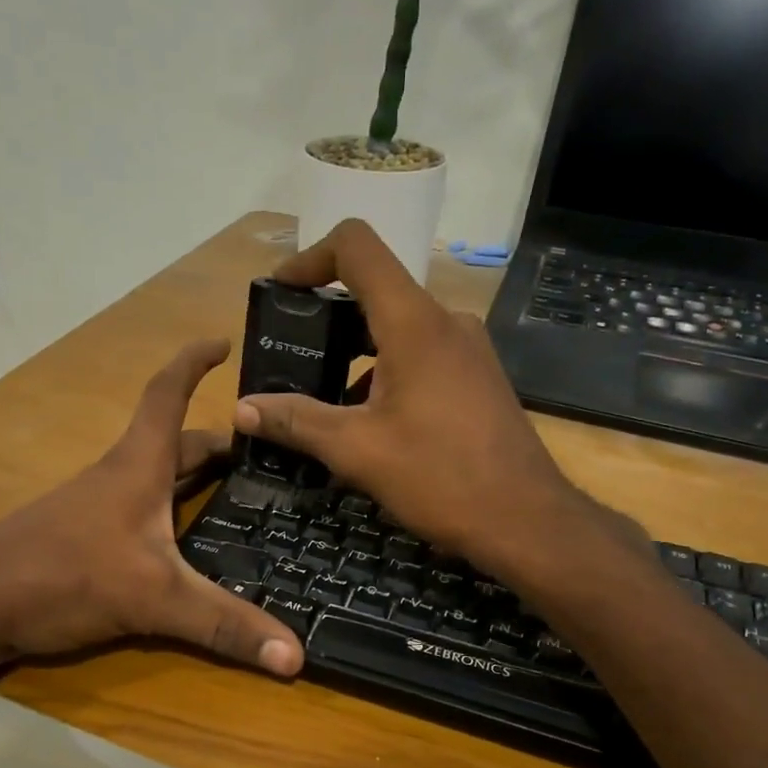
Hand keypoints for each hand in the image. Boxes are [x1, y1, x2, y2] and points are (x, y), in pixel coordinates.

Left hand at [0, 340, 304, 676]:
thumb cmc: (64, 576)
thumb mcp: (154, 599)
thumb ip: (224, 625)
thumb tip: (296, 657)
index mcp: (138, 466)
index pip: (168, 395)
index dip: (194, 363)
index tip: (224, 343)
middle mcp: (119, 476)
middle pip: (174, 443)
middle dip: (217, 443)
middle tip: (264, 455)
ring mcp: (97, 507)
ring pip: (156, 478)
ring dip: (193, 477)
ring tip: (238, 496)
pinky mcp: (84, 537)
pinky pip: (140, 510)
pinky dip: (171, 512)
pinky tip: (186, 544)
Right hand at [234, 221, 637, 578]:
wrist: (526, 520)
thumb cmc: (440, 478)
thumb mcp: (357, 451)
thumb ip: (296, 422)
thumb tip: (241, 409)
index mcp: (413, 323)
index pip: (356, 247)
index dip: (310, 258)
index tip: (281, 293)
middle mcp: (445, 322)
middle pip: (375, 290)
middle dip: (325, 318)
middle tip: (290, 357)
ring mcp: (467, 349)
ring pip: (398, 328)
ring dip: (354, 354)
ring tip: (321, 400)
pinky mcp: (478, 377)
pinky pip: (421, 355)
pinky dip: (385, 373)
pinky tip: (369, 423)